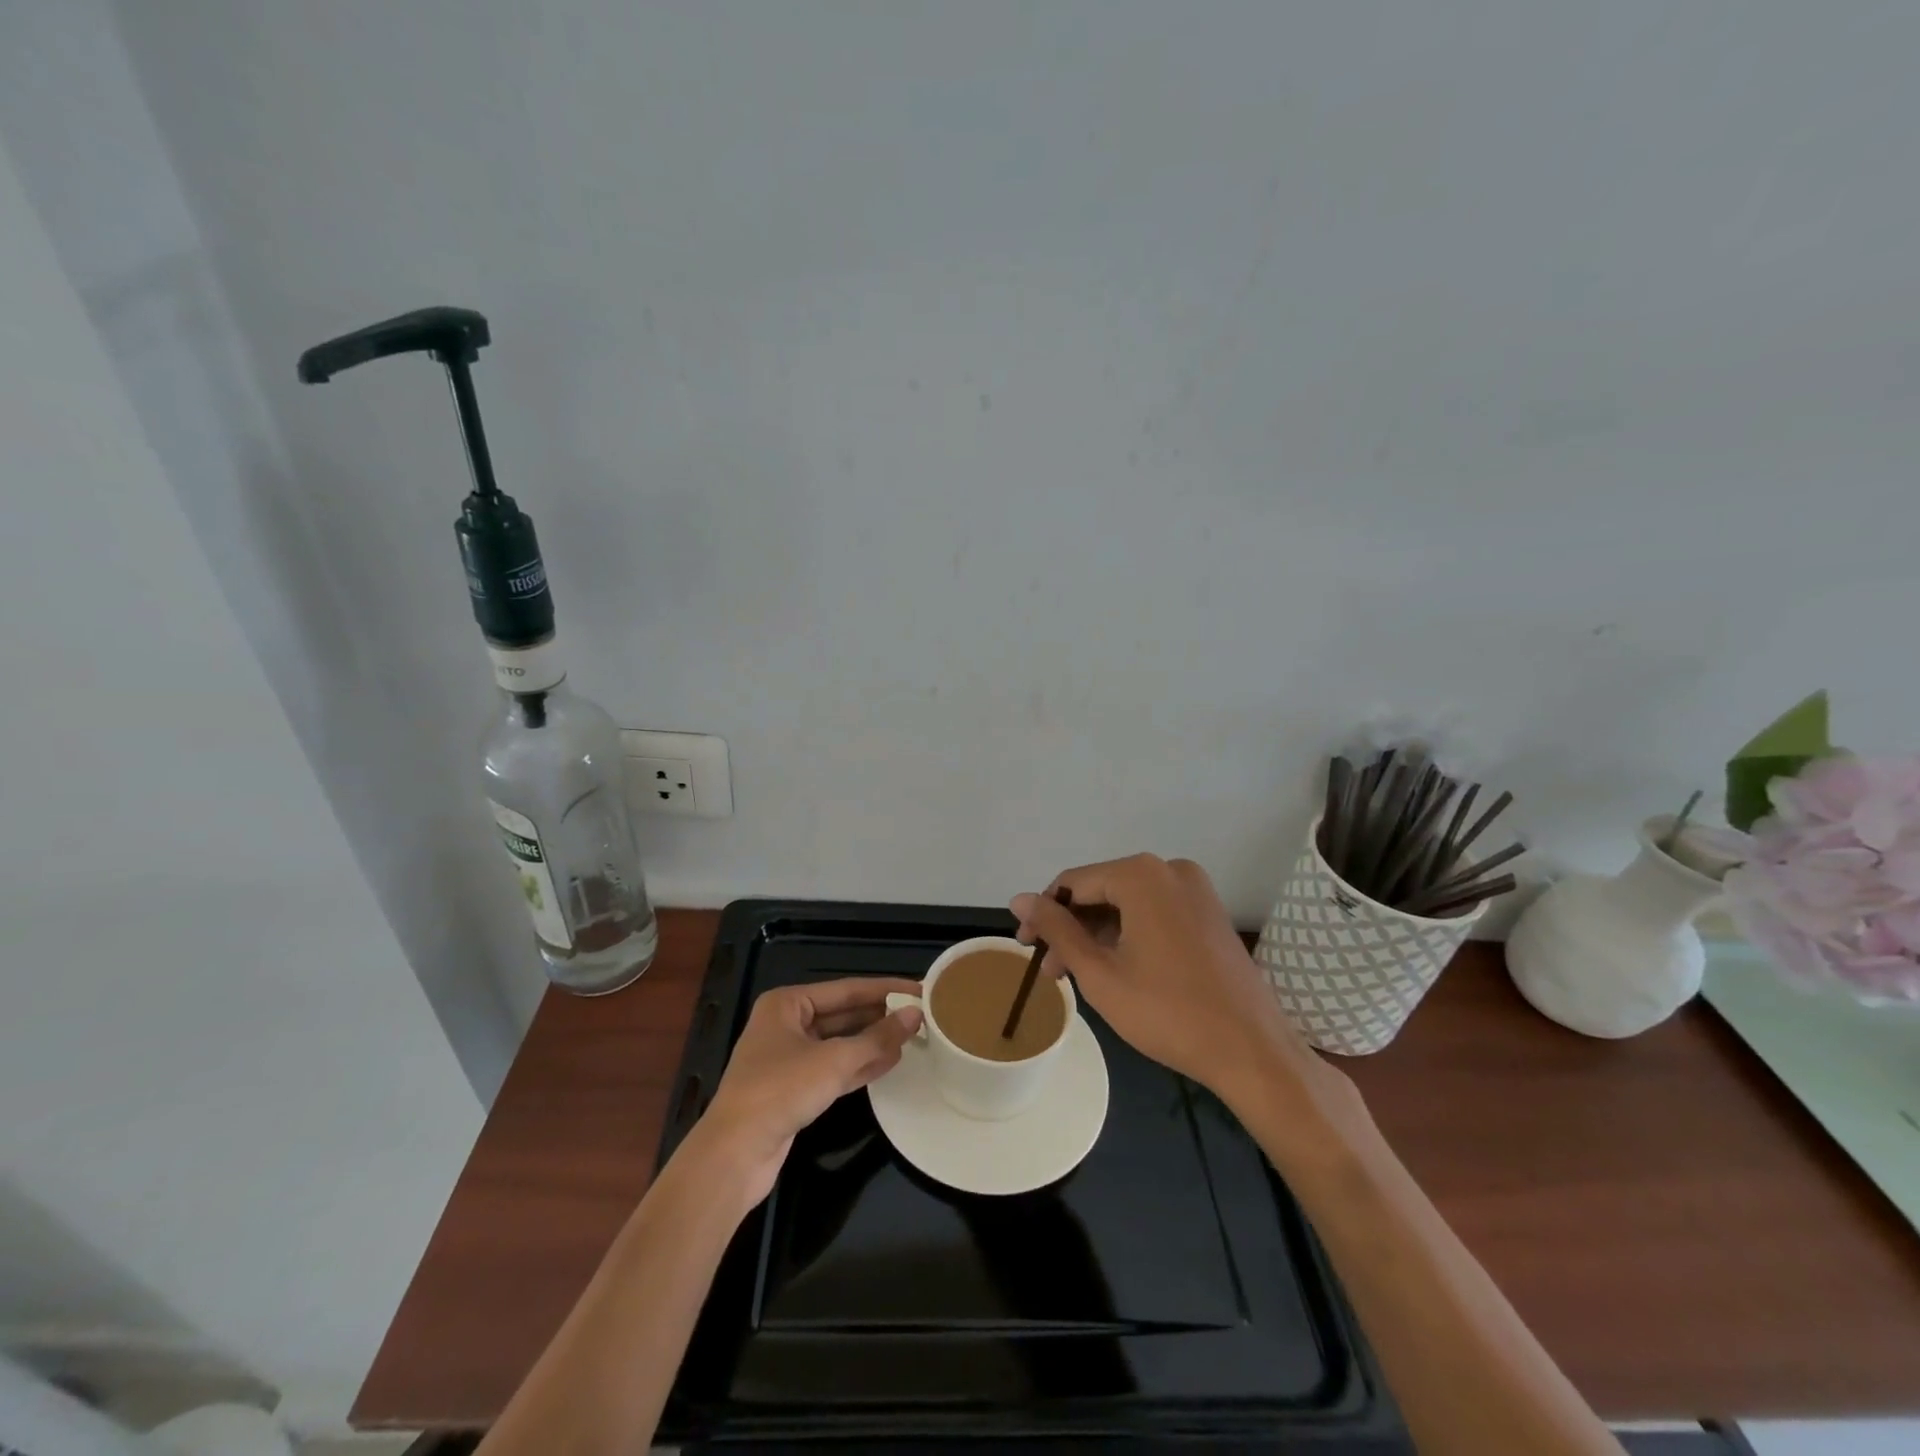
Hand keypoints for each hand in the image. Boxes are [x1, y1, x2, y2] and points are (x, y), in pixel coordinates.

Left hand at [694, 977, 922, 1206]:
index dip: (884, 989)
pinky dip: (860, 1066)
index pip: (846, 989)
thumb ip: (877, 1038)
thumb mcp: (834, 1060)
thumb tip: (915, 1014)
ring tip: (913, 1037)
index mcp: (787, 1003)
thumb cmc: (780, 1091)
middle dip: (879, 1016)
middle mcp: (786, 1024)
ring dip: (873, 1042)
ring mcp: (789, 1058)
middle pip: (843, 1015)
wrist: (734, 1155)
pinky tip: (890, 1062)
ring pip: (840, 1043)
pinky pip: (834, 1069)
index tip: (919, 989)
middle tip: (921, 1015)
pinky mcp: (794, 1090)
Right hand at [1012, 855, 1354, 1124]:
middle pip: (1101, 890)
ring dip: (1098, 934)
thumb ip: (1057, 930)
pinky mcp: (1209, 913)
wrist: (1252, 1051)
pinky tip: (1115, 967)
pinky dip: (1128, 934)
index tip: (1025, 947)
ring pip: (1127, 903)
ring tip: (1077, 975)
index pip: (1072, 883)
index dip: (1042, 913)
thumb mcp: (1099, 973)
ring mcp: (1195, 890)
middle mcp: (1169, 869)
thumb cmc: (1168, 1013)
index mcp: (1141, 874)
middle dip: (1071, 928)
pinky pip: (1154, 912)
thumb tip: (1019, 898)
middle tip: (1051, 970)